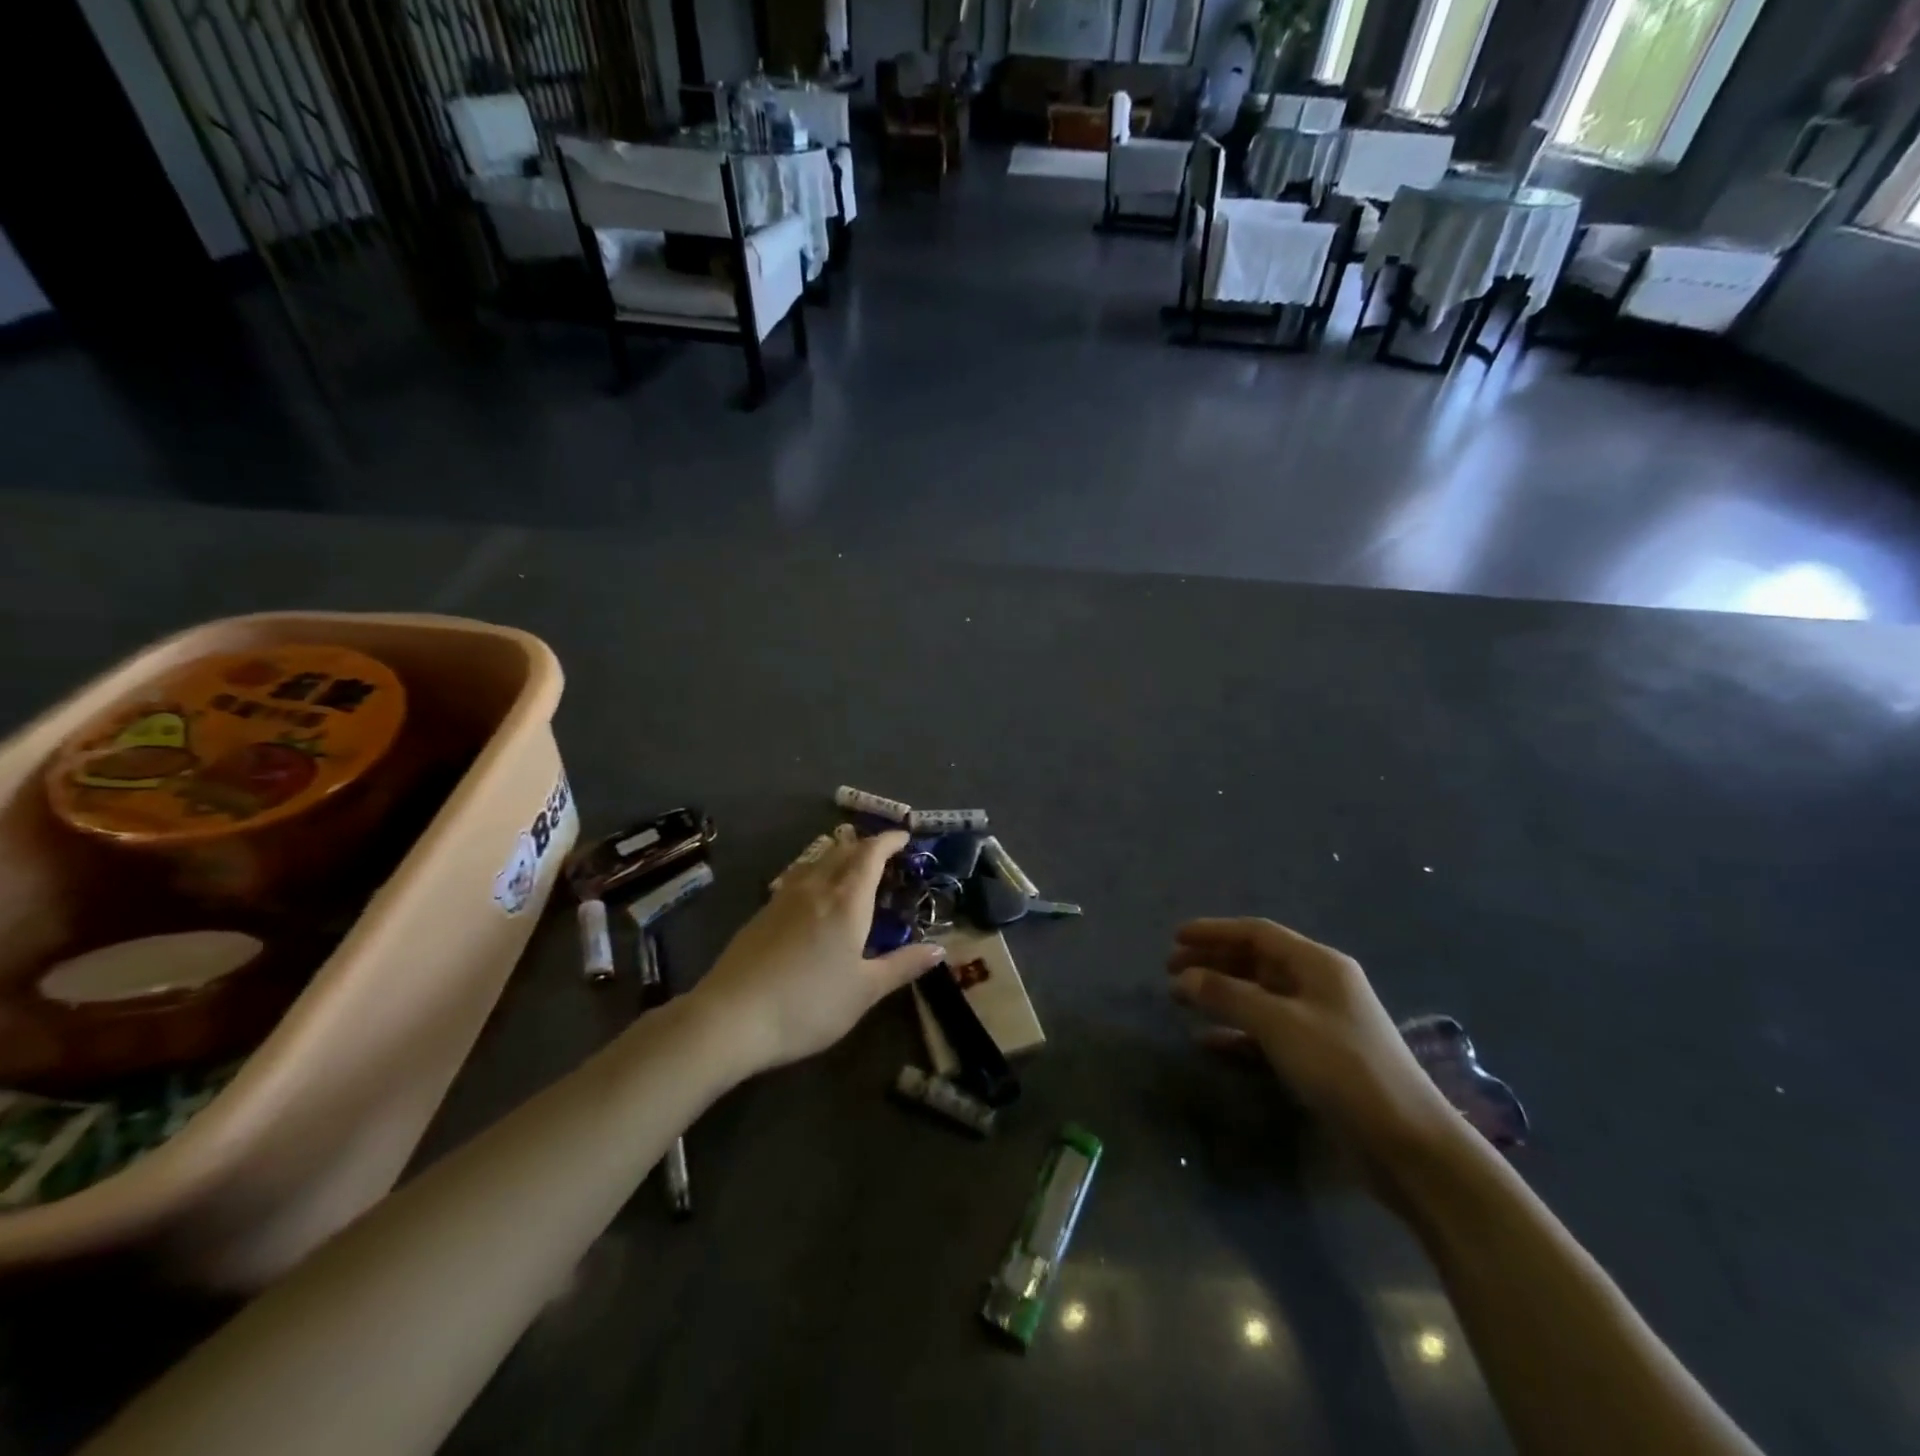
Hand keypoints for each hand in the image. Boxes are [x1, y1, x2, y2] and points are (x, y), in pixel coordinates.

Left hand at [692, 827, 944, 1075]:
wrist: (731, 1017)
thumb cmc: (808, 1003)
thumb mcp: (865, 991)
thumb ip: (903, 965)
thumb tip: (939, 948)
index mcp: (847, 900)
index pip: (871, 854)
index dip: (889, 840)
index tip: (904, 837)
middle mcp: (816, 888)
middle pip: (843, 850)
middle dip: (866, 845)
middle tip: (884, 853)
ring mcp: (784, 898)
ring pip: (816, 860)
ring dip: (838, 854)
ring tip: (851, 865)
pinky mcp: (762, 913)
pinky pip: (797, 876)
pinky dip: (816, 871)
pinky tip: (813, 894)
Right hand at [1168, 918, 1458, 1169]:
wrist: (1408, 1144)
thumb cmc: (1343, 1068)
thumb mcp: (1279, 1024)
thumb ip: (1227, 995)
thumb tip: (1184, 977)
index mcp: (1318, 964)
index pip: (1258, 934)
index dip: (1215, 932)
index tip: (1176, 938)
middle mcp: (1319, 986)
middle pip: (1256, 962)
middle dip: (1213, 962)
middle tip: (1171, 970)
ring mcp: (1320, 1023)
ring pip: (1258, 997)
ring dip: (1220, 995)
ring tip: (1181, 999)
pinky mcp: (1318, 1059)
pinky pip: (1266, 1033)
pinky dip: (1235, 1033)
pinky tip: (1207, 1042)